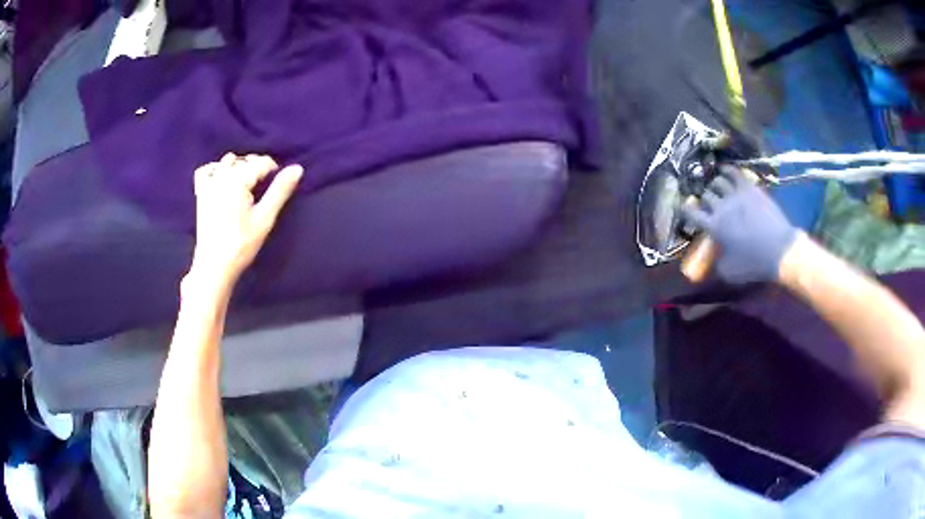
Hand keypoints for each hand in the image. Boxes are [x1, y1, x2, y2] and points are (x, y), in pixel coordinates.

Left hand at [189, 153, 302, 290]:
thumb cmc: (241, 244)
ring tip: (247, 185)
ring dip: (239, 167)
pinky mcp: (200, 193)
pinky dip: (216, 169)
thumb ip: (280, 190)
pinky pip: (207, 170)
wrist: (214, 265)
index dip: (273, 169)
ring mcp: (208, 184)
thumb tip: (297, 168)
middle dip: (256, 167)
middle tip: (265, 188)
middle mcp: (221, 176)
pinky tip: (223, 180)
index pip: (260, 162)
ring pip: (227, 162)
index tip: (279, 183)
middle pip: (244, 160)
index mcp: (237, 180)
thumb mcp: (265, 218)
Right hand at [681, 166, 797, 283]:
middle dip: (705, 199)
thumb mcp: (730, 272)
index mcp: (714, 227)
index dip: (685, 209)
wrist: (780, 250)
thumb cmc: (755, 264)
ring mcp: (735, 194)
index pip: (691, 212)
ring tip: (717, 187)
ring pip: (717, 181)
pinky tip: (725, 171)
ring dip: (715, 185)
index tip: (684, 208)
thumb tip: (712, 258)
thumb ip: (716, 263)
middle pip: (706, 195)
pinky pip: (734, 172)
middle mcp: (721, 207)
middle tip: (708, 203)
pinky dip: (727, 170)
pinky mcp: (749, 187)